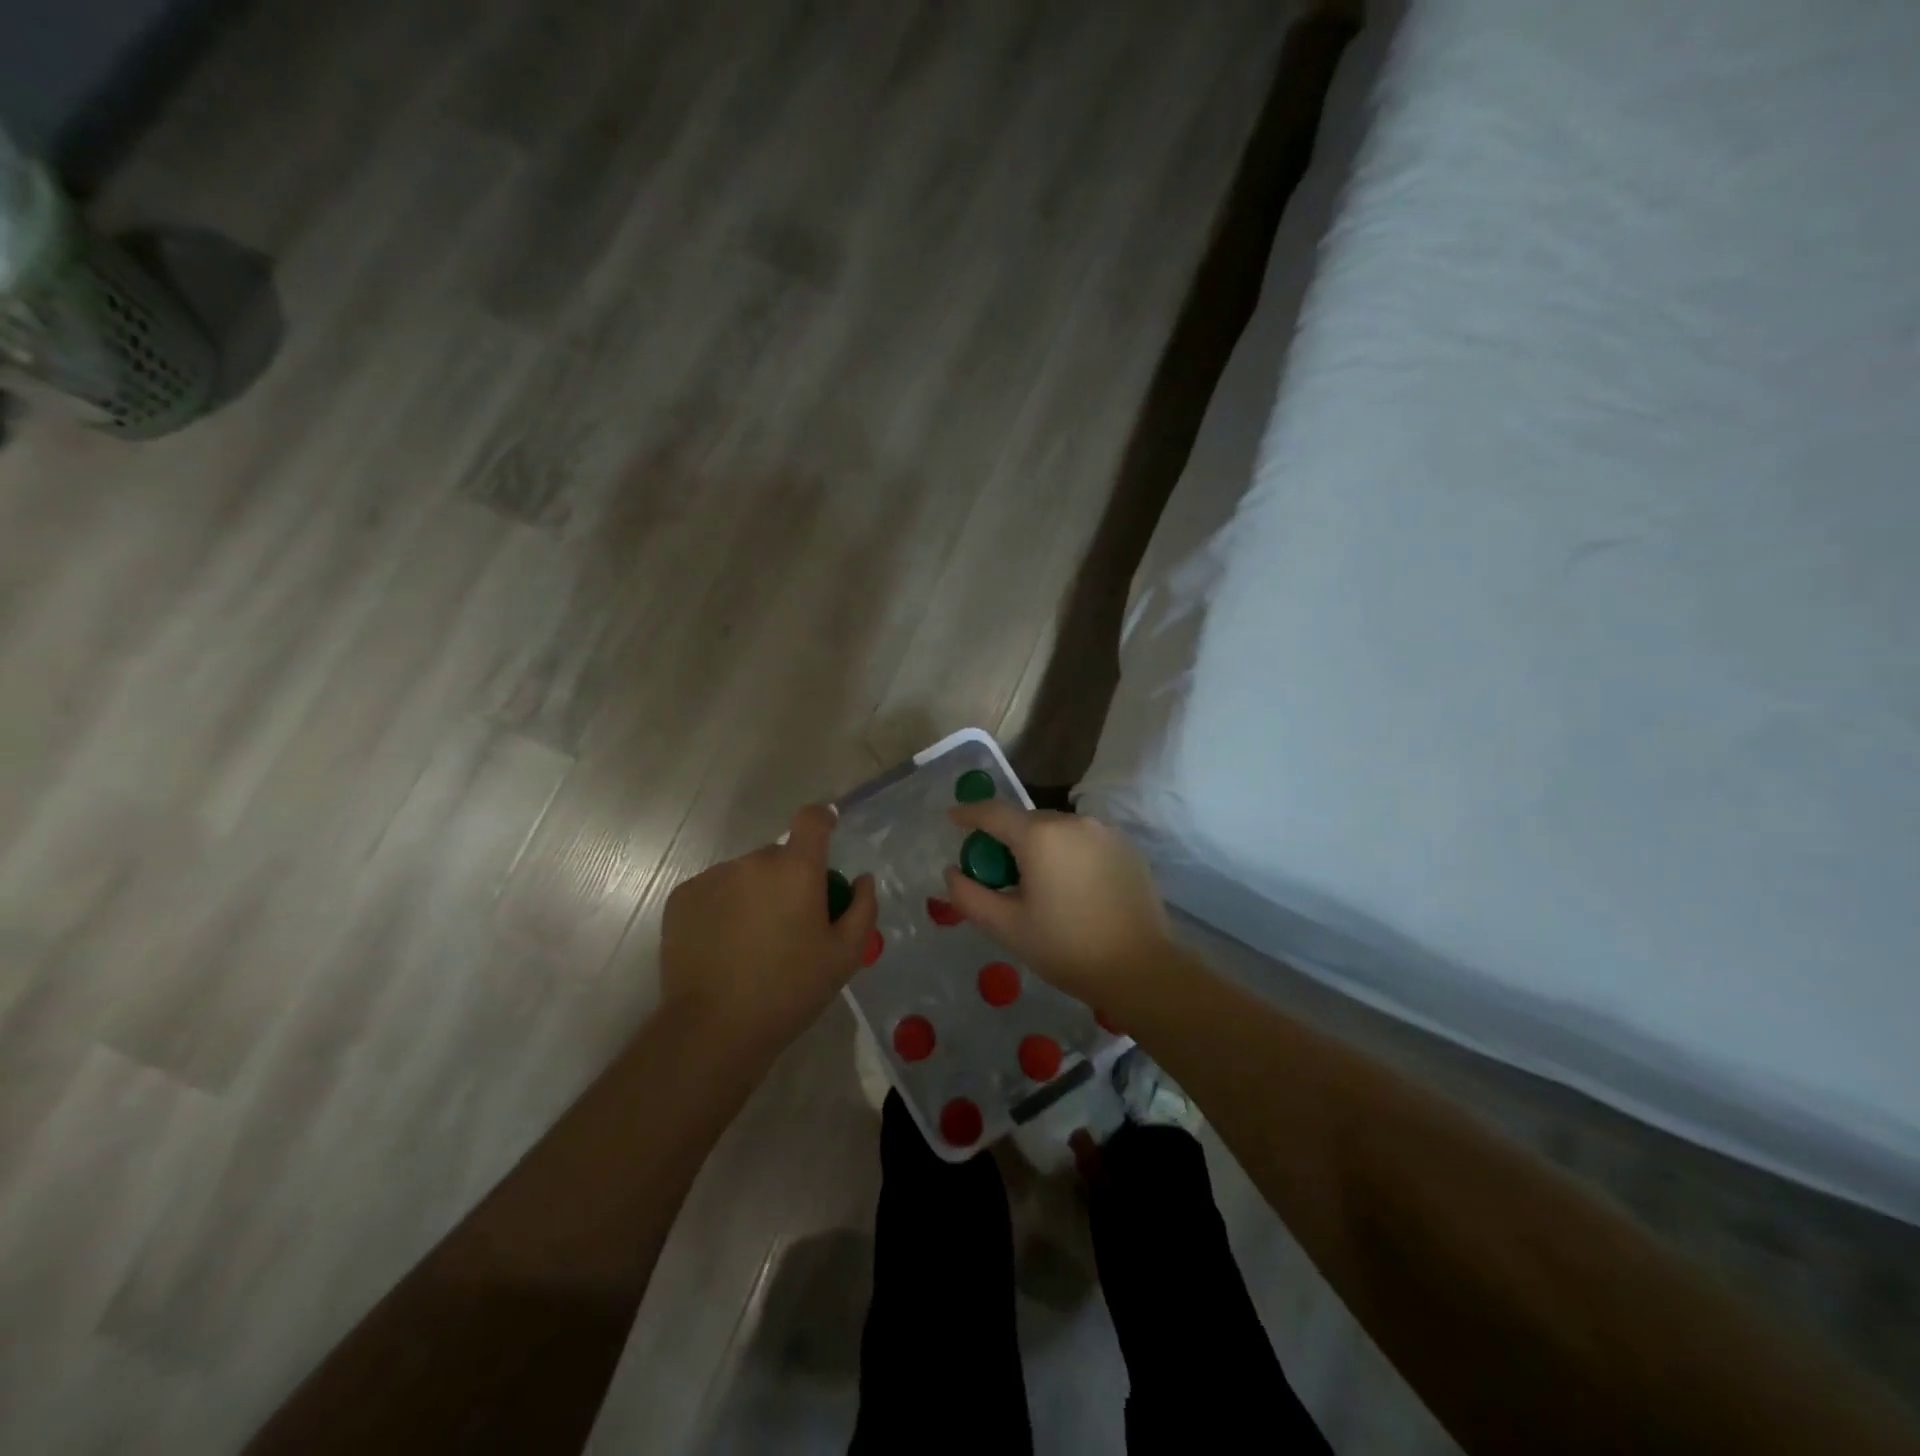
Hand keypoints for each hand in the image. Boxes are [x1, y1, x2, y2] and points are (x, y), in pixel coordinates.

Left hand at [660, 804, 876, 1054]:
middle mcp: (753, 862)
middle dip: (789, 878)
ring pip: (745, 874)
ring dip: (755, 893)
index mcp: (796, 869)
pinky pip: (714, 891)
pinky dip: (724, 907)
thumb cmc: (790, 990)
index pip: (811, 820)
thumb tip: (862, 879)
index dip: (822, 820)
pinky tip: (724, 946)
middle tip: (792, 922)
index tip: (827, 833)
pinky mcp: (682, 898)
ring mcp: (713, 878)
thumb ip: (862, 909)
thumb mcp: (845, 956)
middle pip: (778, 855)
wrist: (714, 1028)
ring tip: (753, 941)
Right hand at [942, 802, 1176, 1008]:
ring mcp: (1105, 831)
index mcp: (1040, 835)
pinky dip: (1069, 854)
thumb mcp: (1007, 927)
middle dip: (1007, 839)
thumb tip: (952, 872)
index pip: (994, 812)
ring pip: (1058, 830)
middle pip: (1027, 821)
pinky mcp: (1126, 847)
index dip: (969, 813)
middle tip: (996, 872)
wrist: (1139, 968)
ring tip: (1038, 884)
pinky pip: (1084, 841)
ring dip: (1040, 847)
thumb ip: (969, 896)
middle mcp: (1073, 821)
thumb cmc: (1066, 947)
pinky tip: (1071, 888)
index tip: (953, 818)